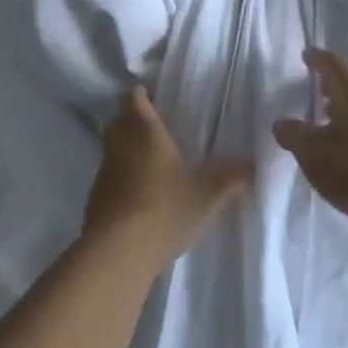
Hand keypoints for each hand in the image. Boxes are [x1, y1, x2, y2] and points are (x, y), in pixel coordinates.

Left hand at [84, 88, 254, 269]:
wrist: (119, 252)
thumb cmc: (166, 208)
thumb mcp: (209, 193)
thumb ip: (232, 176)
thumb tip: (252, 163)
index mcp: (144, 130)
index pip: (134, 98)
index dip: (142, 95)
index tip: (156, 98)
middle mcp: (119, 144)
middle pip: (119, 120)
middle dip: (133, 120)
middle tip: (157, 129)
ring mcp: (103, 172)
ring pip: (112, 149)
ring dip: (127, 151)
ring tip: (152, 163)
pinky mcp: (95, 199)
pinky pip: (109, 178)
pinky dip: (122, 179)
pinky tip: (140, 196)